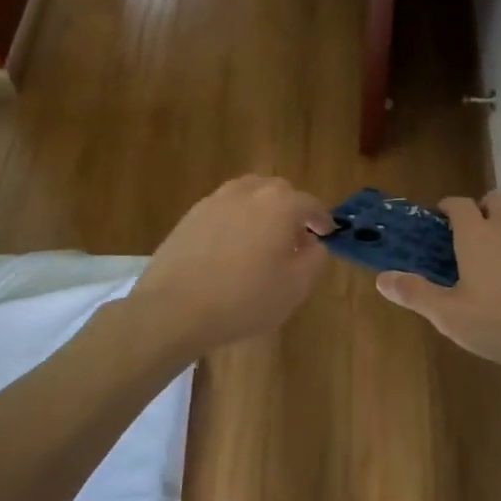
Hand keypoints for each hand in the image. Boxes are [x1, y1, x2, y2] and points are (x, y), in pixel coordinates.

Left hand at [128, 176, 334, 356]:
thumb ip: (316, 258)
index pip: (311, 204)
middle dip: (291, 210)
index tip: (326, 234)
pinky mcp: (190, 216)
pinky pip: (224, 209)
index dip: (322, 219)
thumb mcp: (296, 286)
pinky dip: (236, 220)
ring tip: (263, 239)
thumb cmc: (245, 299)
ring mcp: (215, 200)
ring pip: (248, 195)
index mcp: (280, 204)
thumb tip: (313, 243)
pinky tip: (232, 248)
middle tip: (295, 238)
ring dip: (262, 211)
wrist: (174, 309)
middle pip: (279, 192)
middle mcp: (248, 192)